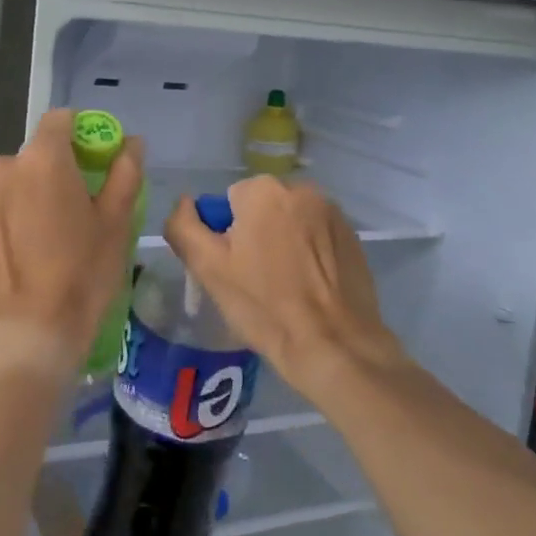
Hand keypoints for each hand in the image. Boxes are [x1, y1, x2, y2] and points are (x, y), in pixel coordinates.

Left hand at [0, 108, 144, 376]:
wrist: (25, 335)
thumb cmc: (81, 274)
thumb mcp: (116, 223)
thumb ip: (125, 172)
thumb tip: (131, 143)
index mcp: (42, 158)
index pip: (61, 120)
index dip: (82, 134)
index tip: (96, 163)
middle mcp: (2, 168)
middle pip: (35, 156)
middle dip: (55, 172)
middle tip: (76, 210)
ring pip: (11, 185)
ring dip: (28, 197)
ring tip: (46, 240)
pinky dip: (7, 223)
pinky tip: (22, 258)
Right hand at [163, 176, 404, 399]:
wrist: (333, 345)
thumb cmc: (264, 306)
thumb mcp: (208, 268)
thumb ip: (184, 227)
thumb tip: (185, 204)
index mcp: (264, 191)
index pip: (227, 202)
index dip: (224, 236)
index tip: (233, 269)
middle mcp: (302, 189)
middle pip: (260, 208)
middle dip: (254, 235)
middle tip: (255, 280)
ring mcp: (332, 212)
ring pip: (289, 221)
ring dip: (282, 242)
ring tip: (285, 286)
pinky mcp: (352, 236)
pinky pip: (316, 236)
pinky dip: (309, 253)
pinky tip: (310, 287)